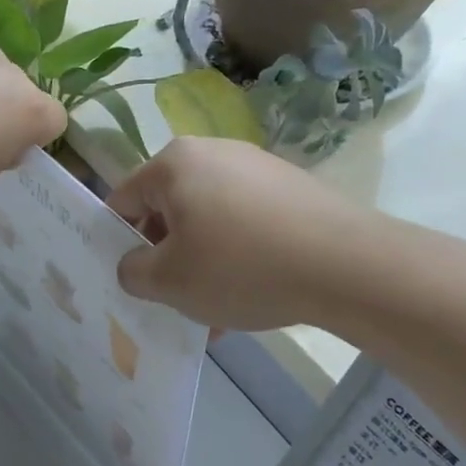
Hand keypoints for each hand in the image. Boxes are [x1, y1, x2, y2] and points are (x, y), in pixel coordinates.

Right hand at [107, 138, 349, 330]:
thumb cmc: (240, 266)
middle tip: (172, 300)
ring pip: (208, 222)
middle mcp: (213, 153)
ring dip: (201, 265)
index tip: (129, 280)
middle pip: (168, 211)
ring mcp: (256, 167)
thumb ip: (132, 272)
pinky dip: (237, 258)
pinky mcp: (290, 188)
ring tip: (214, 312)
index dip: (117, 243)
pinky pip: (244, 224)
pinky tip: (249, 299)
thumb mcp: (169, 281)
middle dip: (166, 258)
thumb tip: (132, 265)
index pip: (123, 201)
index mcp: (174, 163)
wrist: (347, 265)